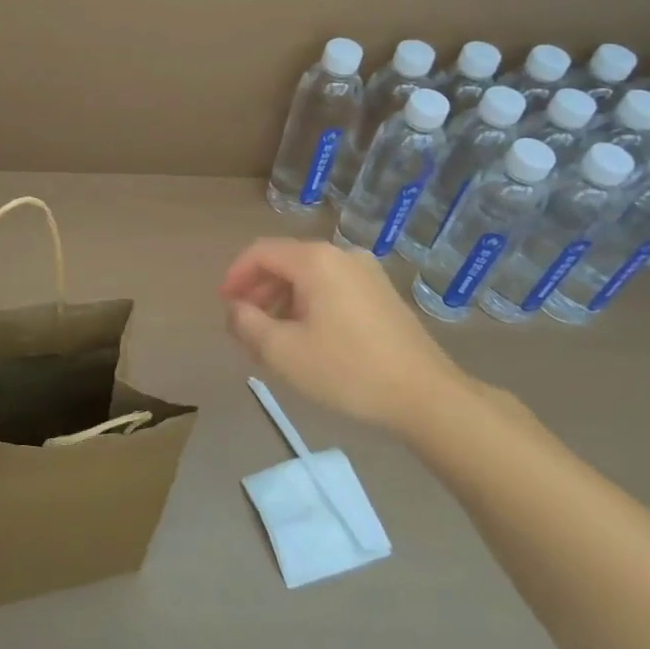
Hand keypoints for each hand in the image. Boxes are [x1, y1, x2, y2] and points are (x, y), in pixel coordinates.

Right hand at [219, 238, 459, 426]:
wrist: (426, 396)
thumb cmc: (347, 370)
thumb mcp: (283, 352)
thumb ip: (248, 324)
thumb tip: (235, 310)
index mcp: (316, 260)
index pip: (261, 252)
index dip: (235, 276)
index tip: (223, 305)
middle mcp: (342, 255)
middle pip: (286, 263)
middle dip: (258, 292)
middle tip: (243, 327)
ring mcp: (367, 273)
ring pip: (309, 278)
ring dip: (282, 302)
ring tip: (271, 339)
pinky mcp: (382, 294)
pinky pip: (332, 289)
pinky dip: (309, 306)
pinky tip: (307, 340)